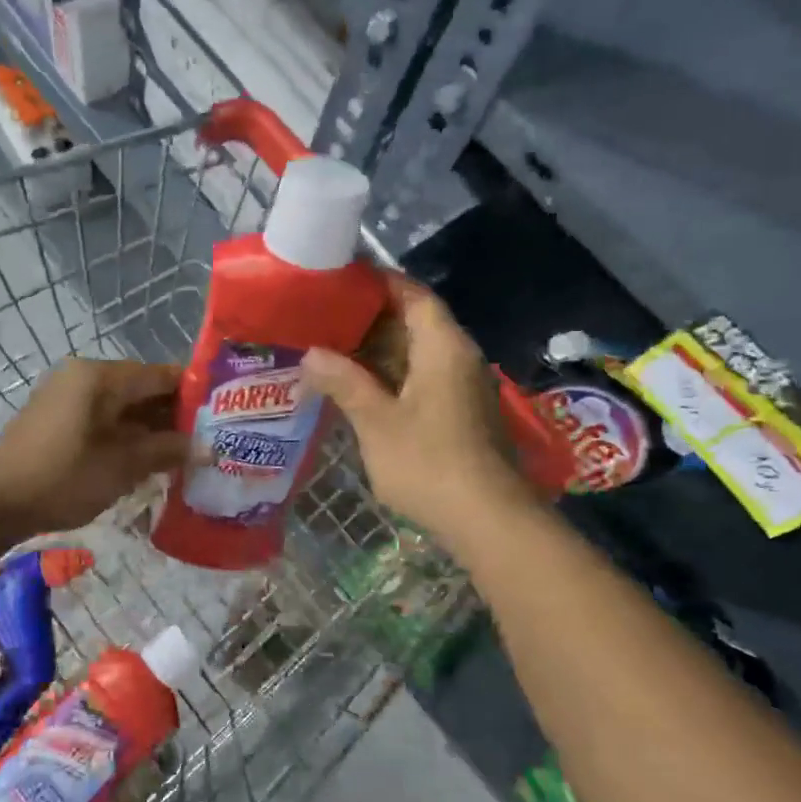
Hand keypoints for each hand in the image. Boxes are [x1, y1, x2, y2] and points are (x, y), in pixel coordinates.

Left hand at [0, 358, 187, 537]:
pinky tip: (145, 459)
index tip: (221, 416)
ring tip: (181, 454)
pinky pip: (103, 417)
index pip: (161, 375)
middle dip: (173, 415)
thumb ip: (166, 450)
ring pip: (123, 405)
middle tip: (205, 441)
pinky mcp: (57, 417)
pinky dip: (125, 434)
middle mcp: (84, 376)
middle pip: (142, 388)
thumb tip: (204, 446)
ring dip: (150, 428)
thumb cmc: (63, 477)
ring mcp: (67, 395)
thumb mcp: (122, 466)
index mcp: (101, 377)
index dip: (194, 394)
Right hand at [303, 277, 527, 548]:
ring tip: (330, 351)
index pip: (411, 295)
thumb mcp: (376, 422)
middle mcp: (458, 358)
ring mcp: (462, 388)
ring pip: (416, 355)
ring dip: (377, 352)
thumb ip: (344, 382)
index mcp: (443, 347)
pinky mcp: (460, 414)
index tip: (338, 281)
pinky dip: (390, 377)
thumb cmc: (429, 463)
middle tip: (322, 319)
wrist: (488, 520)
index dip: (377, 283)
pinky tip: (357, 389)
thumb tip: (311, 354)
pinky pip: (421, 379)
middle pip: (414, 323)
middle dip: (369, 320)